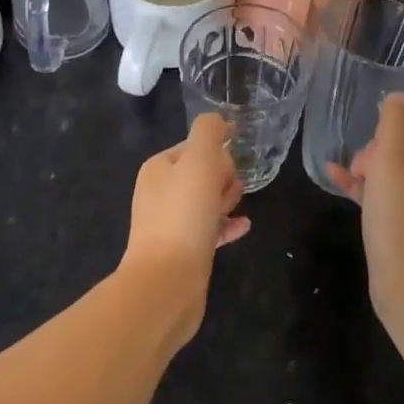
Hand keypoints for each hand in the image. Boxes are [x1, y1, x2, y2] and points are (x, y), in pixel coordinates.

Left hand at [120, 113, 249, 346]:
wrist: (167, 282)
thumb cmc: (184, 214)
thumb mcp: (199, 160)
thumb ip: (210, 132)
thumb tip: (220, 121)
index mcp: (159, 168)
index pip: (195, 146)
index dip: (217, 154)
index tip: (228, 167)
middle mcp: (160, 193)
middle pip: (202, 173)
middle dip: (223, 177)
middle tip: (230, 192)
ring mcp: (170, 224)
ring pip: (207, 201)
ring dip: (226, 200)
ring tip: (237, 208)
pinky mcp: (183, 252)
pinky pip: (210, 230)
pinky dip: (227, 225)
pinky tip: (244, 226)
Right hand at [328, 95, 403, 319]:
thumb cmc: (402, 220)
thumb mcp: (392, 162)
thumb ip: (394, 123)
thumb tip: (397, 97)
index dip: (388, 124)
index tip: (368, 141)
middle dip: (376, 148)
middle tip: (361, 169)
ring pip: (393, 170)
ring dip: (366, 167)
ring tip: (346, 176)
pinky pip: (387, 195)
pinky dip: (365, 187)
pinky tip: (336, 181)